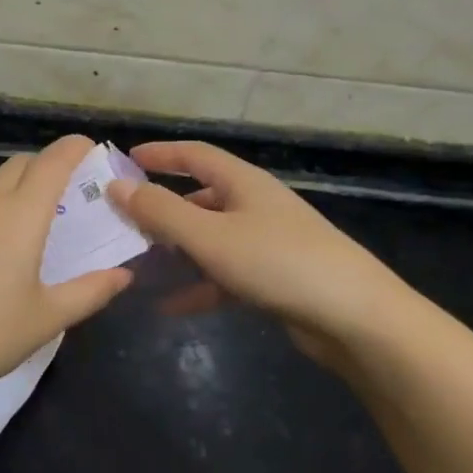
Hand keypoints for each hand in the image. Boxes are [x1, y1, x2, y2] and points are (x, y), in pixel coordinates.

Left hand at [0, 135, 132, 415]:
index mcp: (21, 215)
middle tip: (65, 188)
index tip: (88, 145)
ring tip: (27, 211)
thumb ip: (89, 291)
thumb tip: (123, 274)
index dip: (73, 148)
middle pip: (19, 164)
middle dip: (45, 164)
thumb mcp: (46, 319)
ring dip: (13, 181)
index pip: (52, 163)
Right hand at [108, 141, 422, 364]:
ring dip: (175, 251)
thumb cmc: (278, 262)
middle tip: (122, 222)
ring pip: (209, 239)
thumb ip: (160, 211)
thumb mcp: (209, 235)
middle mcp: (254, 206)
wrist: (356, 318)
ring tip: (137, 264)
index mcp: (243, 183)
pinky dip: (196, 286)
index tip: (124, 161)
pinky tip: (168, 307)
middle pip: (199, 198)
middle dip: (161, 209)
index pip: (194, 155)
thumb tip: (117, 186)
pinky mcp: (273, 279)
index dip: (159, 154)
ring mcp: (266, 244)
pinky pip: (223, 276)